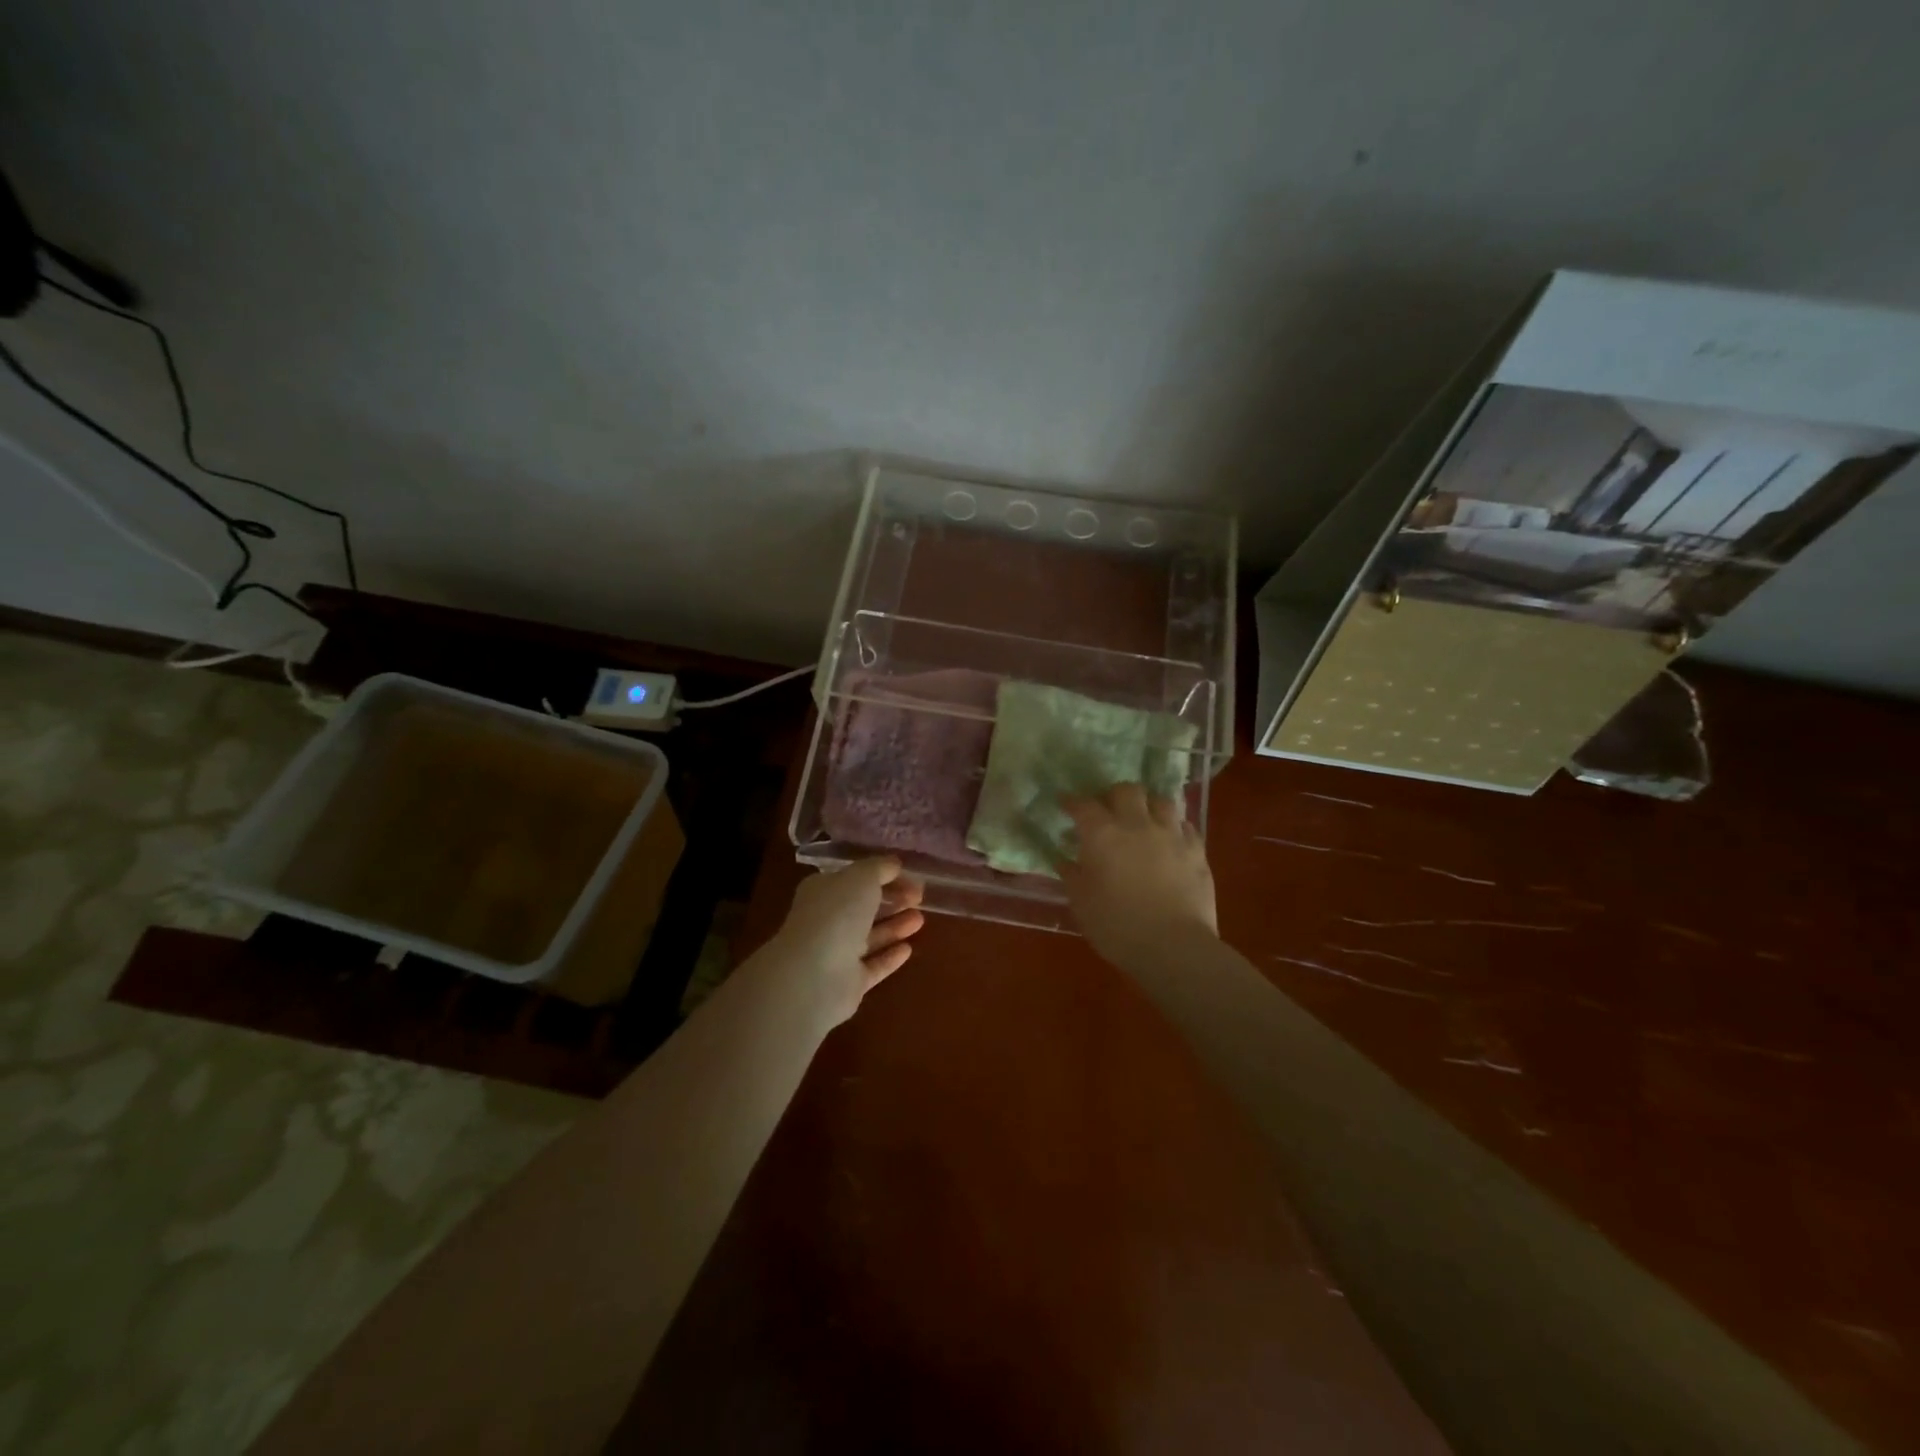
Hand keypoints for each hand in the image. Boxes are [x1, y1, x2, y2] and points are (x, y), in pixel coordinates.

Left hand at [772, 858, 925, 1024]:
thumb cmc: (836, 915)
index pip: (854, 878)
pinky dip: (889, 957)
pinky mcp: (848, 983)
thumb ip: (879, 867)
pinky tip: (908, 949)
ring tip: (920, 920)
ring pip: (869, 936)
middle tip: (920, 897)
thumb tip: (893, 864)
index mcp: (823, 891)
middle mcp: (826, 921)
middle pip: (863, 908)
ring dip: (895, 926)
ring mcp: (835, 954)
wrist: (814, 977)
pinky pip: (873, 966)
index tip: (911, 876)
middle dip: (892, 900)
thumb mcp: (861, 877)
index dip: (883, 875)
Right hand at [1060, 784, 1217, 968]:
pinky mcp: (1197, 851)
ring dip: (1148, 805)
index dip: (1072, 802)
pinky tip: (1169, 839)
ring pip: (1160, 801)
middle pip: (1126, 790)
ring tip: (1143, 819)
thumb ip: (1072, 876)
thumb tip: (1065, 860)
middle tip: (1107, 810)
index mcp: (1103, 835)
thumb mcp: (1082, 904)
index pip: (1083, 805)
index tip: (1065, 804)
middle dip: (1113, 795)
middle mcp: (1137, 824)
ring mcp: (1171, 835)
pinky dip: (1173, 827)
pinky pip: (1185, 826)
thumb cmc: (1117, 927)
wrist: (1174, 947)